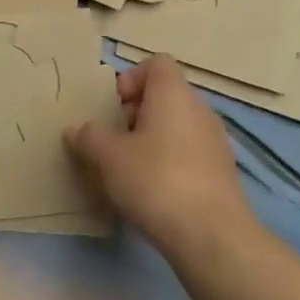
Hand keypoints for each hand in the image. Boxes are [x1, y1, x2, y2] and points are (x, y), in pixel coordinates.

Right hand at [64, 55, 252, 264]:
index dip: (131, 78)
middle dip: (135, 114)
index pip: (156, 63)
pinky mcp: (222, 173)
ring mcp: (215, 142)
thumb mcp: (109, 157)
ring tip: (129, 172)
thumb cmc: (156, 181)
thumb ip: (89, 137)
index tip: (114, 108)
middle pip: (165, 96)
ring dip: (151, 141)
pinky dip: (169, 163)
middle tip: (114, 143)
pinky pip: (189, 154)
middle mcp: (199, 109)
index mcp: (174, 93)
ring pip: (176, 127)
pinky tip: (153, 194)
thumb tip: (76, 128)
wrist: (212, 236)